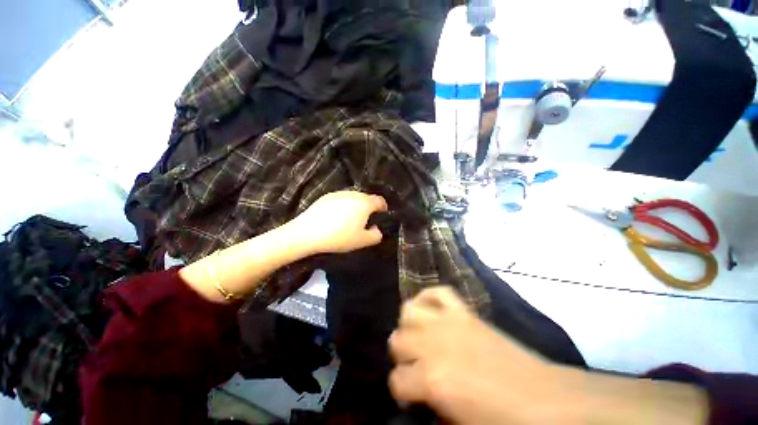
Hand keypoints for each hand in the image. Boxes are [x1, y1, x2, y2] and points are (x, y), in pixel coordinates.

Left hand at [291, 190, 387, 253]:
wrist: (308, 232)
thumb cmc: (339, 237)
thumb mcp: (362, 241)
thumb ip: (376, 235)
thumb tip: (377, 229)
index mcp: (365, 203)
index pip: (380, 200)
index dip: (383, 208)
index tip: (381, 215)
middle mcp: (354, 194)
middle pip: (366, 198)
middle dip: (369, 207)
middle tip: (365, 220)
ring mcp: (339, 193)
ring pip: (353, 198)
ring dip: (356, 206)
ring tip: (350, 219)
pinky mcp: (326, 196)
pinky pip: (341, 199)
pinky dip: (343, 206)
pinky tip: (336, 217)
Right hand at [388, 287, 564, 424]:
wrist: (543, 400)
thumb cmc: (502, 421)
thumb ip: (432, 408)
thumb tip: (421, 396)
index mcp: (432, 380)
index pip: (396, 380)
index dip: (401, 391)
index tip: (411, 396)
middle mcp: (433, 344)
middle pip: (397, 340)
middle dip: (402, 357)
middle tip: (415, 367)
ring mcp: (448, 321)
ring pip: (409, 310)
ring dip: (409, 325)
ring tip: (419, 336)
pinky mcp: (463, 311)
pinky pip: (438, 292)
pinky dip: (429, 296)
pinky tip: (431, 310)